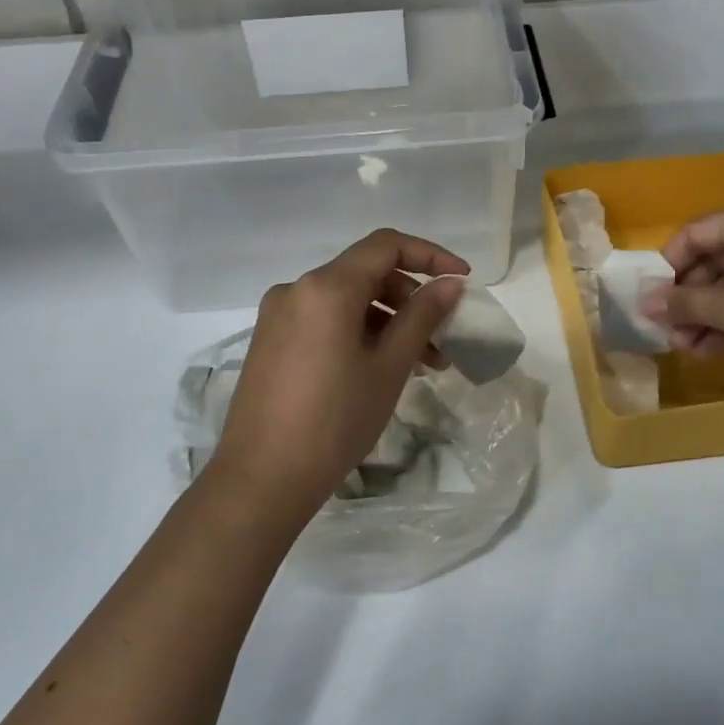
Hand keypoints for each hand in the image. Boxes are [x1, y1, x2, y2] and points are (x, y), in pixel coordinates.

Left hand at [207, 230, 466, 518]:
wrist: (261, 479)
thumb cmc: (335, 420)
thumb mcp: (389, 367)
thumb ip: (422, 317)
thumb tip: (450, 284)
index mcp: (326, 287)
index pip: (386, 246)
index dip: (430, 255)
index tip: (462, 280)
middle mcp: (296, 288)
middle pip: (366, 273)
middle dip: (410, 297)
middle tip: (442, 337)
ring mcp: (278, 315)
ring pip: (346, 300)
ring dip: (387, 320)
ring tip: (419, 364)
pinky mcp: (270, 340)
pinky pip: (324, 320)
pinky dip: (358, 331)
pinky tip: (378, 368)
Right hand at [641, 201, 723, 390]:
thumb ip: (685, 304)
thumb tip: (645, 304)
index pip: (696, 232)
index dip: (668, 266)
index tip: (654, 301)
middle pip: (717, 257)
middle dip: (690, 298)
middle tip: (671, 333)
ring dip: (711, 313)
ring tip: (690, 349)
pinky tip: (719, 348)